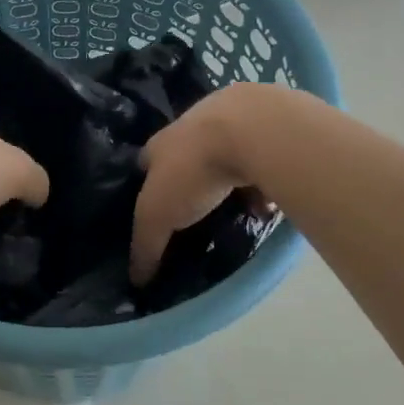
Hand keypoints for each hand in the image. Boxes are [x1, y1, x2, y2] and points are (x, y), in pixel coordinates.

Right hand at [129, 83, 267, 284]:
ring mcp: (231, 123)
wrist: (252, 130)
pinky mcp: (265, 129)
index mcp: (160, 143)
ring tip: (232, 209)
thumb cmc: (192, 170)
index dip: (146, 184)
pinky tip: (267, 203)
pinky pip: (259, 161)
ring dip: (226, 179)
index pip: (145, 162)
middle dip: (188, 179)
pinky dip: (260, 180)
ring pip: (224, 155)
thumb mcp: (157, 215)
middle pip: (184, 155)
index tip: (152, 207)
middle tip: (194, 210)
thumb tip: (136, 280)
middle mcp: (191, 127)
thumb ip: (146, 245)